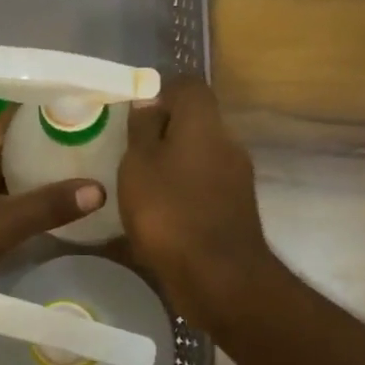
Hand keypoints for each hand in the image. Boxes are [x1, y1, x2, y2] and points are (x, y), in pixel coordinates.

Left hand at [0, 108, 104, 321]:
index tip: (72, 109)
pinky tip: (27, 215)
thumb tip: (99, 189)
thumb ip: (48, 206)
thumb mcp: (2, 225)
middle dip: (35, 147)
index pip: (4, 116)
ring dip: (20, 177)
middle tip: (80, 147)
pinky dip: (3, 201)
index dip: (37, 110)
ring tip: (63, 179)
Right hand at [118, 77, 276, 328]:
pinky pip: (203, 187)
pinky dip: (182, 192)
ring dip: (173, 164)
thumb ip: (143, 129)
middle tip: (128, 149)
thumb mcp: (139, 165)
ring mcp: (236, 178)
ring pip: (199, 156)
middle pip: (195, 122)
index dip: (161, 92)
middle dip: (164, 131)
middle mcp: (227, 142)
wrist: (219, 277)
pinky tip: (157, 212)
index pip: (189, 86)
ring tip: (138, 183)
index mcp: (204, 123)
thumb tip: (149, 100)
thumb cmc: (169, 212)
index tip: (133, 113)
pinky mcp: (234, 209)